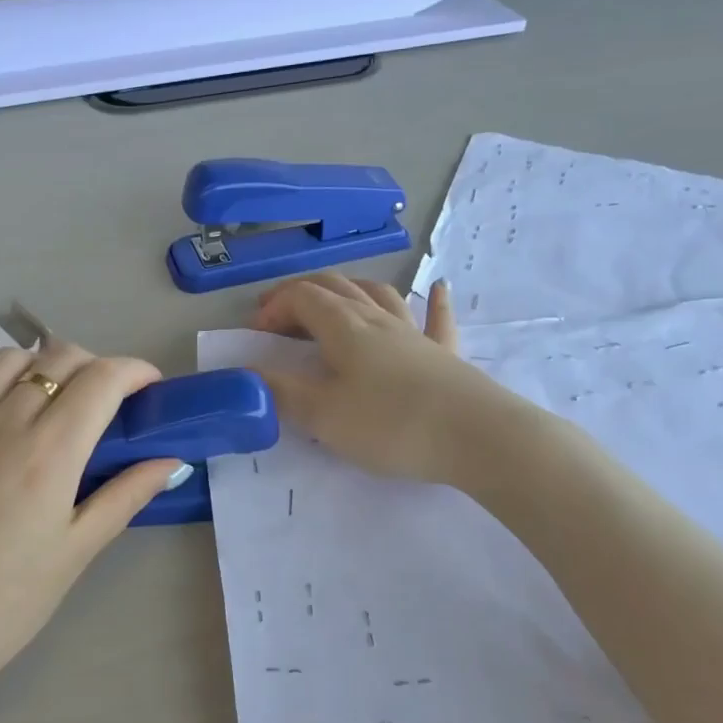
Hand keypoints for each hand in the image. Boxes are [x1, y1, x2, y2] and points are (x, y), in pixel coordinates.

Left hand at [0, 339, 184, 691]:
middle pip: (57, 359)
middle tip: (105, 400)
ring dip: (39, 365)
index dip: (134, 370)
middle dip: (94, 365)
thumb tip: (172, 461)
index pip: (101, 380)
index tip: (149, 386)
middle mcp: (3, 424)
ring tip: (50, 398)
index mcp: (50, 452)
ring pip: (5, 360)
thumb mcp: (78, 551)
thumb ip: (126, 496)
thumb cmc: (9, 601)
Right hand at [250, 274, 505, 483]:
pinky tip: (438, 286)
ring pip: (379, 295)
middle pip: (336, 287)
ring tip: (337, 296)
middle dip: (302, 293)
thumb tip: (247, 373)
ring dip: (351, 289)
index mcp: (344, 327)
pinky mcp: (445, 354)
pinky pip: (437, 319)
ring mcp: (415, 333)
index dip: (275, 307)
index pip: (302, 297)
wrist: (475, 436)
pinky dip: (433, 300)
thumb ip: (281, 391)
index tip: (256, 333)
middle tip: (281, 314)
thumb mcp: (324, 415)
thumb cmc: (390, 424)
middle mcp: (378, 319)